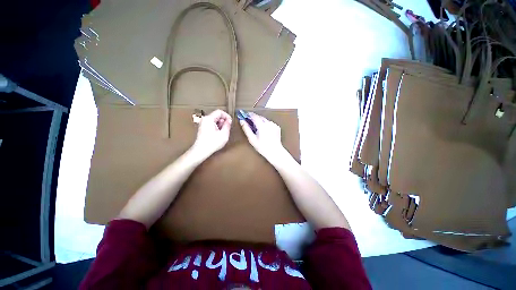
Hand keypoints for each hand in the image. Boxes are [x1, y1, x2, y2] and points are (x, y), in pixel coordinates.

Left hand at [192, 109, 231, 157]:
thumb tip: (229, 121)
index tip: (230, 122)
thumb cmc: (212, 143)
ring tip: (222, 132)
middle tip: (227, 128)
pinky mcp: (203, 128)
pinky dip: (216, 127)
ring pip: (214, 120)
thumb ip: (227, 125)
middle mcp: (205, 119)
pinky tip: (218, 134)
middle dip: (223, 121)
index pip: (219, 112)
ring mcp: (203, 123)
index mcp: (209, 119)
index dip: (226, 116)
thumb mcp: (224, 134)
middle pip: (217, 115)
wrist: (201, 151)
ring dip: (220, 124)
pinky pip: (211, 123)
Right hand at [240, 113, 287, 161]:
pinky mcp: (277, 127)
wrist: (275, 152)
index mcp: (262, 126)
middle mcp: (268, 123)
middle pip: (259, 117)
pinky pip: (269, 123)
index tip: (244, 115)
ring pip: (265, 119)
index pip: (254, 116)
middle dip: (254, 118)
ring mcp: (273, 125)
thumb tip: (242, 121)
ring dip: (260, 121)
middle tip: (250, 122)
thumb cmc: (263, 147)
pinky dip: (266, 124)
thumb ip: (246, 129)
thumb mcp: (252, 139)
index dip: (248, 114)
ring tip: (257, 128)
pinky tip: (265, 131)